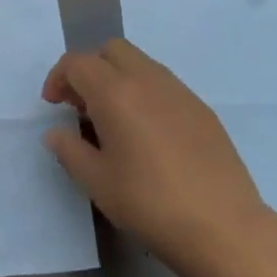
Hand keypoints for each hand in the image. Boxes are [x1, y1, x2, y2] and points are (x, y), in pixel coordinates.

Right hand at [42, 39, 272, 267]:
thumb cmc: (148, 202)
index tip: (53, 107)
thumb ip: (69, 150)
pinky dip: (144, 94)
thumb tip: (56, 133)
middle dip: (89, 68)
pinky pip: (164, 85)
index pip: (77, 63)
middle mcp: (148, 80)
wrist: (222, 227)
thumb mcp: (95, 180)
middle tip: (80, 106)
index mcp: (116, 93)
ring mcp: (181, 92)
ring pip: (141, 63)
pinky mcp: (203, 110)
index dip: (58, 78)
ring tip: (112, 121)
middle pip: (111, 50)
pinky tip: (146, 134)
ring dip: (118, 79)